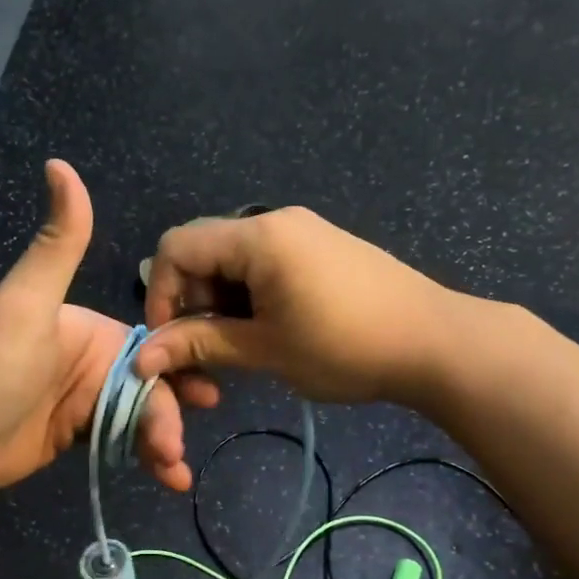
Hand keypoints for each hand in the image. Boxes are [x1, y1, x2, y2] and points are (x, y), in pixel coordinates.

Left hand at [0, 161, 191, 493]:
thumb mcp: (26, 302)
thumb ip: (57, 243)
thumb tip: (60, 163)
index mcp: (92, 331)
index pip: (151, 349)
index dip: (179, 370)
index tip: (204, 396)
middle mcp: (95, 364)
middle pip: (151, 388)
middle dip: (170, 417)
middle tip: (177, 450)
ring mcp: (86, 403)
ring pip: (141, 419)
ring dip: (163, 443)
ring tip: (175, 474)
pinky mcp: (76, 438)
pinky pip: (122, 444)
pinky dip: (146, 460)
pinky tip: (167, 479)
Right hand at [135, 206, 456, 405]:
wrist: (435, 343)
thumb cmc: (345, 346)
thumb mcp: (265, 350)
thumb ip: (201, 345)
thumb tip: (143, 358)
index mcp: (257, 236)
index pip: (177, 248)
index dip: (162, 295)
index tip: (171, 343)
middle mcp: (275, 221)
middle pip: (204, 253)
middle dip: (194, 304)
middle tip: (210, 355)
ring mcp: (303, 232)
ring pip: (234, 263)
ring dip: (223, 306)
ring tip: (242, 350)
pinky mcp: (322, 249)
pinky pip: (265, 265)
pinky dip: (251, 299)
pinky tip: (271, 333)